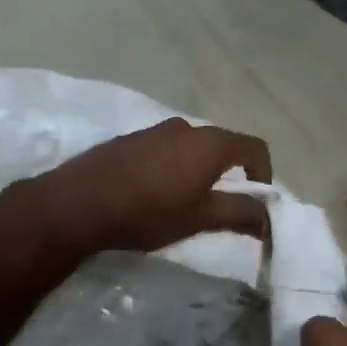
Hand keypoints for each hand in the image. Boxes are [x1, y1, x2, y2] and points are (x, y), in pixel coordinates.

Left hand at [18, 118, 273, 255]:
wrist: (77, 204)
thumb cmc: (147, 212)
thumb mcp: (200, 218)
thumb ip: (240, 214)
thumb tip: (269, 217)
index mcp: (210, 142)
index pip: (255, 148)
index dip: (264, 176)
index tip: (255, 204)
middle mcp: (186, 127)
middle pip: (224, 146)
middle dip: (230, 176)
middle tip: (221, 209)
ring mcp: (155, 130)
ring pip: (193, 148)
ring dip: (200, 172)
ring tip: (186, 204)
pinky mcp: (130, 140)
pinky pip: (166, 150)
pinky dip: (174, 168)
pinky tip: (154, 195)